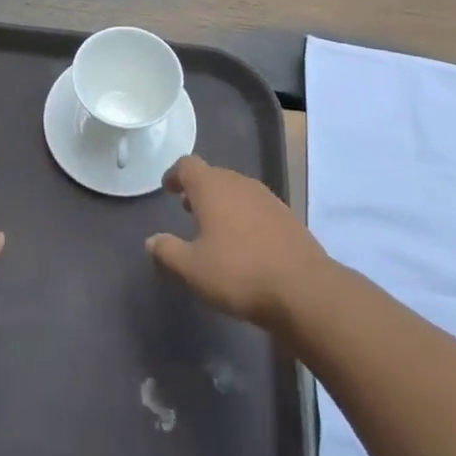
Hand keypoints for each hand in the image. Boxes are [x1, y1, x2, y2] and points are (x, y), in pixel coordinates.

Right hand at [147, 156, 326, 330]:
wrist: (304, 289)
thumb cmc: (239, 273)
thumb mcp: (193, 269)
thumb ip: (167, 252)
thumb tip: (151, 241)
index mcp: (212, 187)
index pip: (188, 165)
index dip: (175, 174)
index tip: (168, 188)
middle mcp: (239, 183)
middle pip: (214, 175)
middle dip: (199, 189)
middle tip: (187, 208)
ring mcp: (267, 198)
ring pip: (237, 190)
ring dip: (222, 202)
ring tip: (214, 227)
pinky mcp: (287, 216)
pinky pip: (256, 206)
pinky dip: (244, 215)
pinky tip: (245, 242)